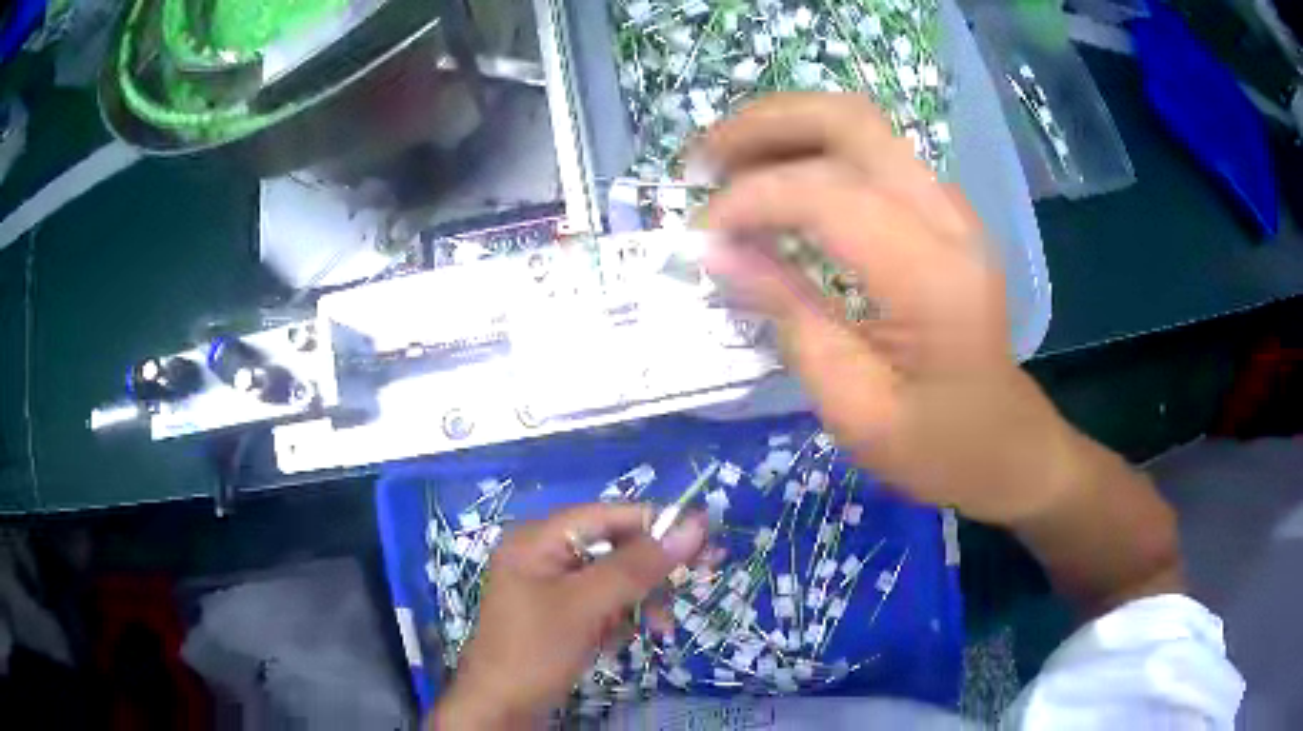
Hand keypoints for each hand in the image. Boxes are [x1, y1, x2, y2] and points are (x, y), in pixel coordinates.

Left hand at [430, 504, 706, 728]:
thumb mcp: (587, 606)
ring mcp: (551, 587)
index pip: (608, 516)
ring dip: (640, 602)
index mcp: (538, 539)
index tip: (707, 533)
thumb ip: (638, 565)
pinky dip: (620, 620)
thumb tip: (694, 527)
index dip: (658, 522)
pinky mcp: (560, 615)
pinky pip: (603, 604)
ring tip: (659, 628)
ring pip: (613, 580)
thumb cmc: (535, 651)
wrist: (501, 709)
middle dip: (652, 571)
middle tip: (701, 576)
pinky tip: (618, 642)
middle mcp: (543, 555)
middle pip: (613, 547)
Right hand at [695, 93, 1075, 524]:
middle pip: (851, 121)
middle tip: (703, 157)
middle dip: (765, 124)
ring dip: (786, 128)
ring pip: (862, 124)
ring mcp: (950, 208)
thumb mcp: (854, 406)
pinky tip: (777, 180)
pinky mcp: (942, 212)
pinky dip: (813, 150)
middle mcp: (947, 220)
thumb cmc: (936, 444)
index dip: (752, 201)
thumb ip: (790, 318)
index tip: (702, 236)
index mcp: (932, 278)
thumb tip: (719, 254)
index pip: (829, 196)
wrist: (1005, 444)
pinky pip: (872, 152)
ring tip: (726, 161)